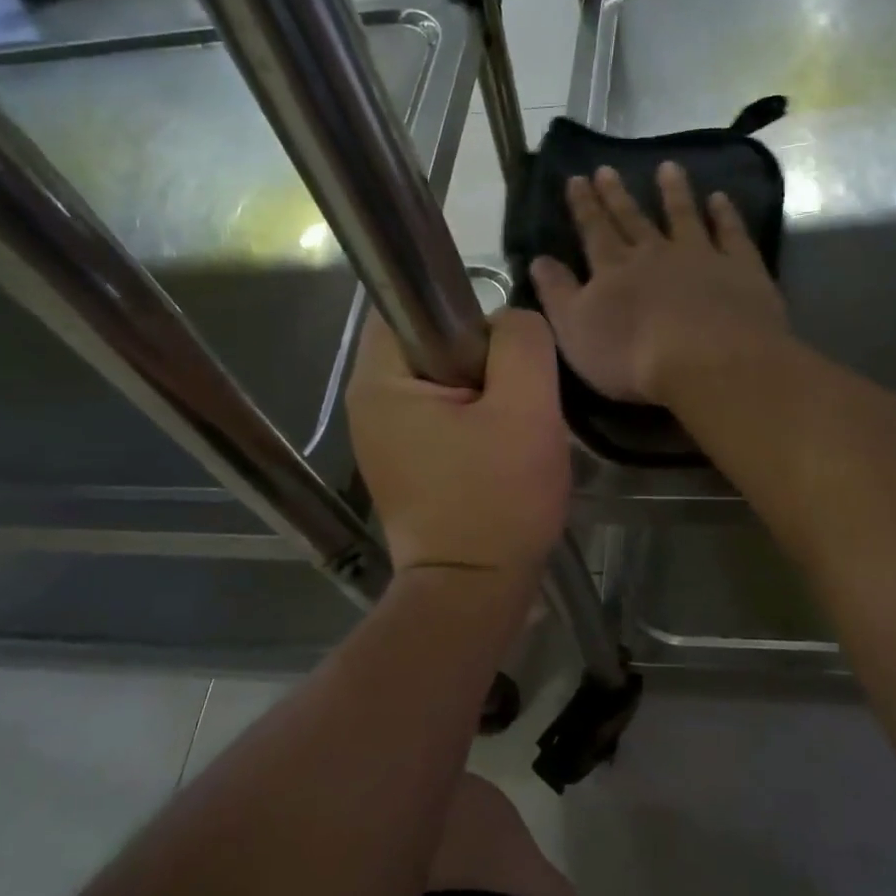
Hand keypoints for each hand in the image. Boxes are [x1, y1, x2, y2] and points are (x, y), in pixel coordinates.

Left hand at [345, 307, 569, 575]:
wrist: (474, 591)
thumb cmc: (497, 501)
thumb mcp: (526, 410)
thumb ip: (522, 343)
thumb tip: (510, 322)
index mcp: (380, 381)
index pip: (414, 304)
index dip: (468, 315)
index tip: (506, 357)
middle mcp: (369, 402)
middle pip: (432, 342)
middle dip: (483, 359)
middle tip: (518, 397)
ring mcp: (383, 436)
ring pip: (442, 379)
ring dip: (483, 391)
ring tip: (512, 426)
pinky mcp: (404, 461)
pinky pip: (441, 413)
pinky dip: (473, 419)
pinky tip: (497, 449)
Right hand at [530, 162, 788, 404]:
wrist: (708, 362)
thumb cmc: (633, 357)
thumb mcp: (576, 331)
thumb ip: (557, 294)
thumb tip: (538, 259)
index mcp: (613, 269)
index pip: (593, 230)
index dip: (583, 205)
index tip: (576, 178)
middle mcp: (654, 252)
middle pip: (633, 218)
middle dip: (617, 195)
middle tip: (607, 169)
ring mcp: (700, 256)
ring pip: (683, 215)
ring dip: (674, 191)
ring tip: (668, 167)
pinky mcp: (740, 268)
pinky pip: (731, 233)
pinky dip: (725, 214)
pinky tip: (720, 198)